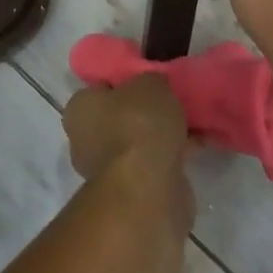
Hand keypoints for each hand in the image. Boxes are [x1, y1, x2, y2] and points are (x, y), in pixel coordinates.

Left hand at [63, 76, 194, 234]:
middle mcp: (83, 140)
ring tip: (189, 124)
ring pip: (136, 142)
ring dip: (159, 136)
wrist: (148, 189)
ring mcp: (105, 171)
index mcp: (79, 108)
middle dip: (143, 112)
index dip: (125, 81)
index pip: (101, 86)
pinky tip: (193, 147)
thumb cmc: (138, 125)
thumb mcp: (150, 82)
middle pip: (118, 116)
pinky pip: (151, 165)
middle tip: (171, 101)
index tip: (149, 79)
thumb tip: (154, 85)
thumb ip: (151, 79)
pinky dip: (169, 157)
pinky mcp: (128, 193)